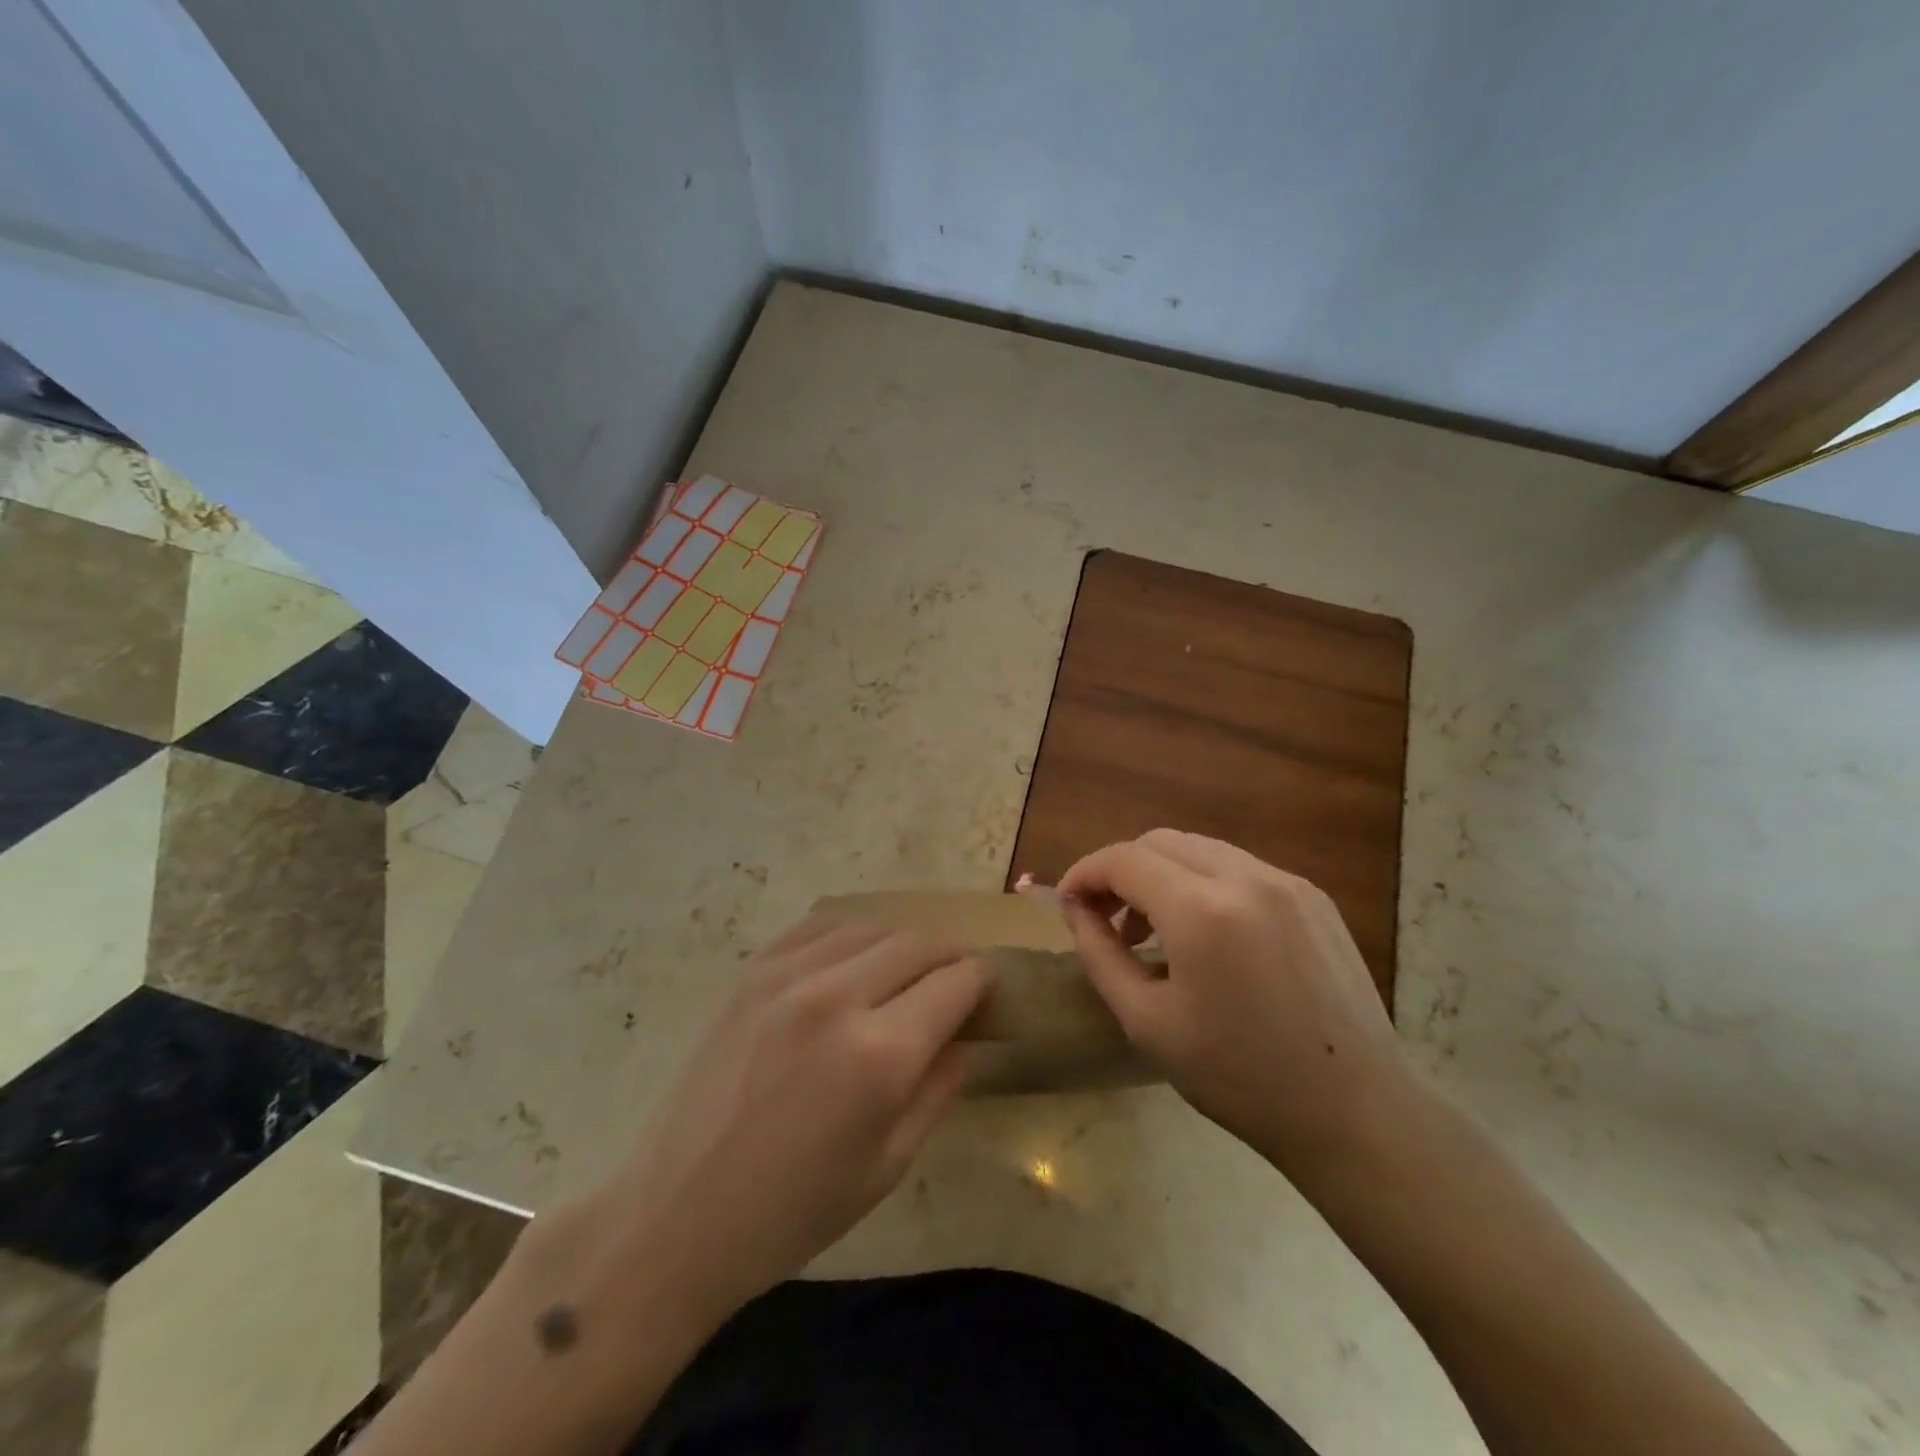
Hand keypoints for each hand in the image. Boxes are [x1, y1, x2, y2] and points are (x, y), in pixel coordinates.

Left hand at [589, 916, 989, 1321]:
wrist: (675, 1215)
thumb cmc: (792, 1211)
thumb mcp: (887, 1165)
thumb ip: (940, 1088)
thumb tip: (972, 1039)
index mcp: (880, 1055)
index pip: (957, 981)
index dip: (982, 982)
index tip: (986, 994)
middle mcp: (838, 996)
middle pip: (919, 943)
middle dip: (949, 957)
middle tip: (954, 983)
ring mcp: (788, 975)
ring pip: (873, 926)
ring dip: (903, 943)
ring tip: (906, 974)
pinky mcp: (753, 971)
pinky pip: (820, 926)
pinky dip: (852, 934)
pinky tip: (855, 959)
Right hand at [1057, 830, 1411, 1176]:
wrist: (1356, 1112)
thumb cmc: (1240, 1077)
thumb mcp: (1147, 1021)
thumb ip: (1099, 953)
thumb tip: (1075, 909)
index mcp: (1202, 910)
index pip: (1124, 859)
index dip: (1085, 872)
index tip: (1067, 902)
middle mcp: (1246, 877)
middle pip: (1160, 842)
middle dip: (1121, 870)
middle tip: (1105, 918)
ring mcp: (1287, 882)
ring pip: (1201, 850)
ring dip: (1162, 874)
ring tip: (1153, 930)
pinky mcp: (1314, 897)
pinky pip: (1240, 869)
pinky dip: (1204, 884)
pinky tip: (1206, 935)